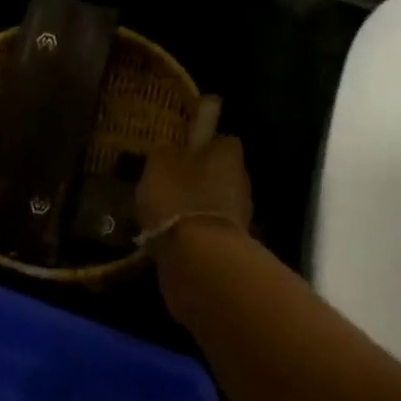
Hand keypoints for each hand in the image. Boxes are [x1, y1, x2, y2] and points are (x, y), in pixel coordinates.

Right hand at [137, 136, 252, 246]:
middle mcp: (241, 181)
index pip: (222, 141)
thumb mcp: (159, 163)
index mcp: (229, 154)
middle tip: (168, 183)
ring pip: (213, 202)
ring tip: (163, 213)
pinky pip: (207, 230)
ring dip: (194, 206)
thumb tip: (169, 150)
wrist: (198, 259)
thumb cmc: (179, 198)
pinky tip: (170, 236)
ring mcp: (240, 216)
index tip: (179, 152)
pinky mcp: (231, 246)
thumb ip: (165, 152)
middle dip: (197, 177)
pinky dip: (192, 232)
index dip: (201, 145)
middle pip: (218, 173)